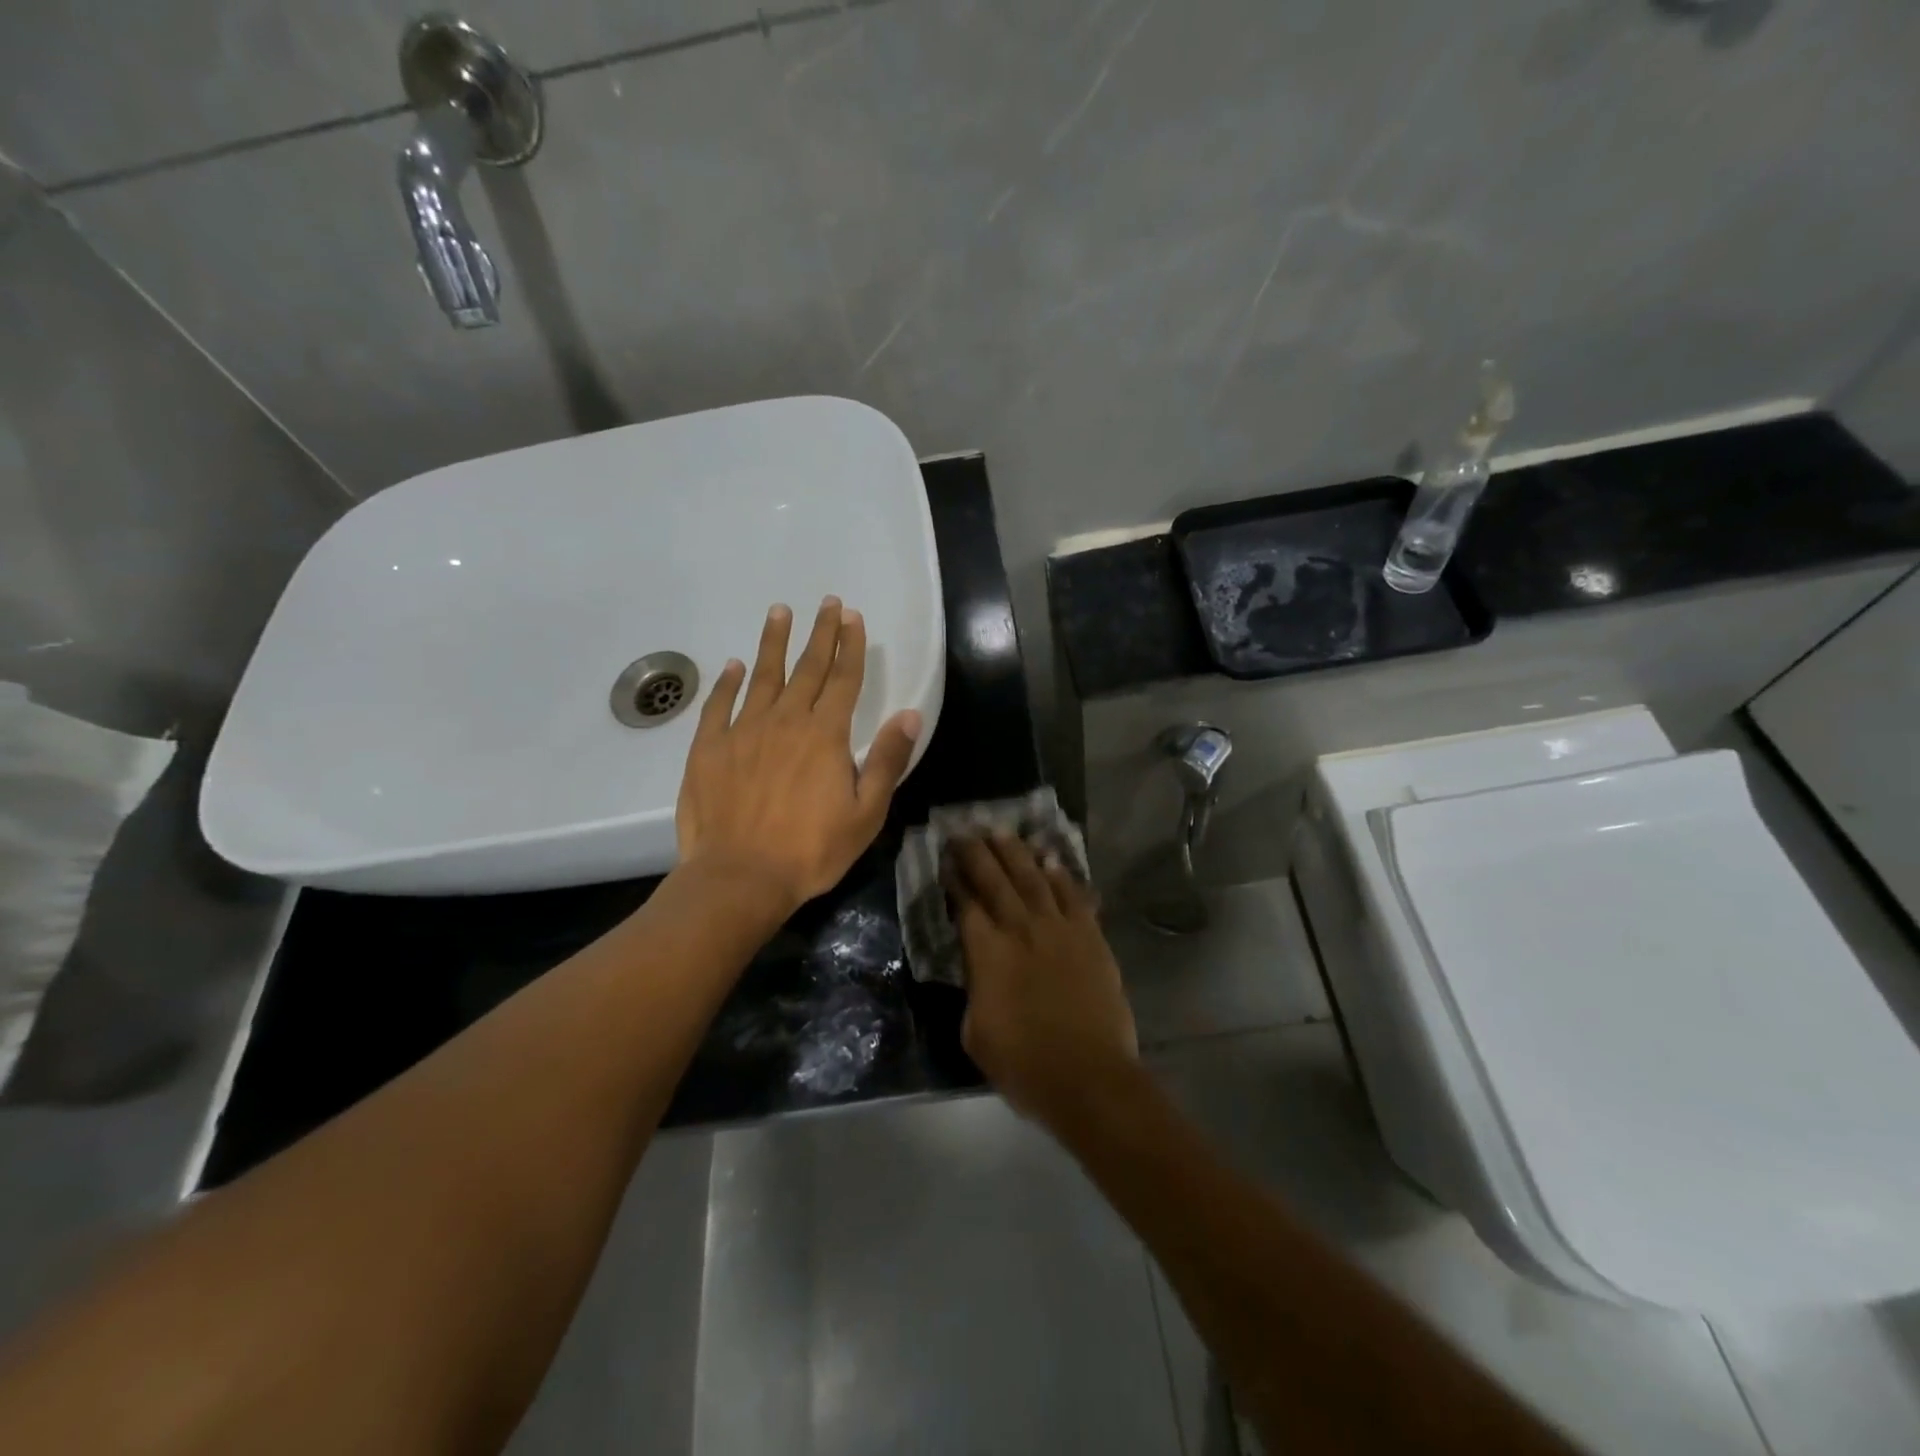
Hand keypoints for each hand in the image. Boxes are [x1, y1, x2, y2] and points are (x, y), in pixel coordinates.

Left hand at [676, 597, 922, 915]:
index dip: (850, 646)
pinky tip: (734, 666)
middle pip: (807, 668)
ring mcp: (744, 731)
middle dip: (820, 633)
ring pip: (763, 676)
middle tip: (826, 603)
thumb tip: (909, 714)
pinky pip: (720, 705)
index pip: (844, 680)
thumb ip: (887, 760)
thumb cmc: (811, 850)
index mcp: (825, 735)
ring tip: (779, 612)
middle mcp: (786, 721)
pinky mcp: (709, 748)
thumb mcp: (866, 813)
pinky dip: (728, 683)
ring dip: (773, 643)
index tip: (853, 617)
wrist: (739, 877)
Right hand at [948, 834, 1138, 1122]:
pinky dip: (1061, 874)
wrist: (1088, 1076)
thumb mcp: (976, 1033)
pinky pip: (1073, 895)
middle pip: (996, 880)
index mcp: (987, 953)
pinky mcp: (1090, 936)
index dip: (954, 879)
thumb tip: (979, 969)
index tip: (945, 859)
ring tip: (1002, 831)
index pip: (965, 904)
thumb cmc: (1024, 1064)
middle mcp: (1020, 929)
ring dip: (1016, 852)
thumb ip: (974, 990)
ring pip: (1034, 878)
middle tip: (966, 831)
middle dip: (978, 853)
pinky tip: (1051, 859)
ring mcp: (1059, 928)